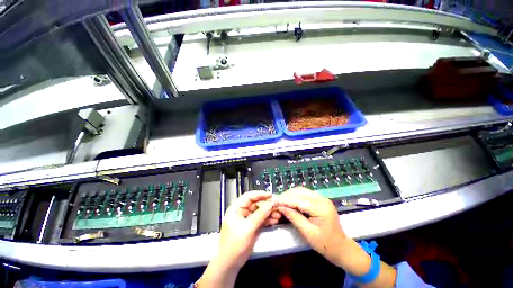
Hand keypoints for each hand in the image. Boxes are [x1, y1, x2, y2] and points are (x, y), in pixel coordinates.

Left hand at [217, 190, 280, 267]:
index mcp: (236, 208)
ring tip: (278, 215)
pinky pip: (261, 219)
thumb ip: (260, 215)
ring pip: (260, 211)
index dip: (260, 194)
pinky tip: (274, 220)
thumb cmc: (235, 245)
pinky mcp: (252, 225)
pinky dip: (267, 219)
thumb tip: (270, 204)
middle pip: (256, 203)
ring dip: (269, 212)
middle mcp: (242, 211)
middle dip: (267, 205)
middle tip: (277, 207)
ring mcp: (247, 218)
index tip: (270, 195)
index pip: (249, 196)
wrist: (230, 264)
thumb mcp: (248, 228)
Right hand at [275, 187, 349, 266]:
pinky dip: (296, 196)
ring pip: (302, 190)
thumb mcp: (308, 233)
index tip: (274, 201)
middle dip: (287, 195)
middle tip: (276, 201)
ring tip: (281, 201)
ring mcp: (322, 198)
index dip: (285, 200)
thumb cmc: (325, 244)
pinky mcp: (320, 200)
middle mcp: (322, 199)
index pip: (299, 200)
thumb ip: (294, 218)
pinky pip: (305, 194)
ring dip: (290, 194)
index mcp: (321, 207)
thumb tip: (281, 207)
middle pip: (300, 191)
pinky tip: (290, 201)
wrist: (341, 247)